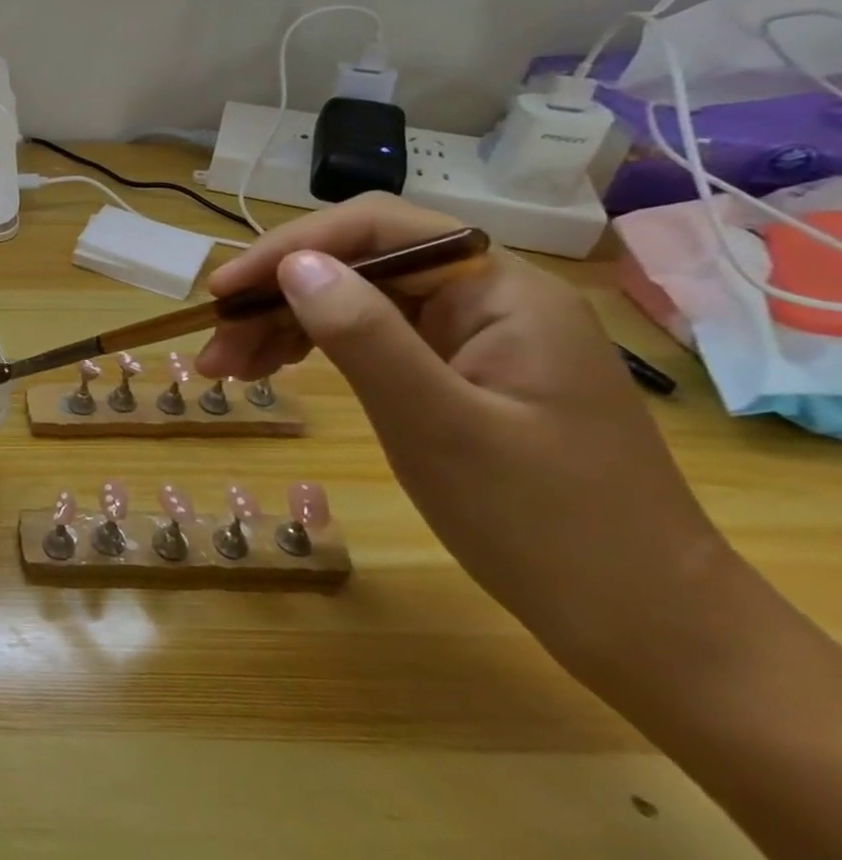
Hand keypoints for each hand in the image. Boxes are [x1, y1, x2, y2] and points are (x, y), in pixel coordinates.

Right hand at [198, 195, 733, 682]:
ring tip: (226, 368)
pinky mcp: (459, 374)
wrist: (645, 629)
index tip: (224, 292)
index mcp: (499, 291)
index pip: (377, 229)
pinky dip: (315, 351)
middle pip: (357, 266)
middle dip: (275, 297)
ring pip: (355, 302)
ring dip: (284, 326)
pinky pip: (372, 340)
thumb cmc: (545, 526)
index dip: (289, 247)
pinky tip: (276, 370)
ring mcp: (473, 337)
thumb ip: (364, 336)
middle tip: (214, 348)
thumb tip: (293, 264)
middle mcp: (486, 298)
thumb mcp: (438, 426)